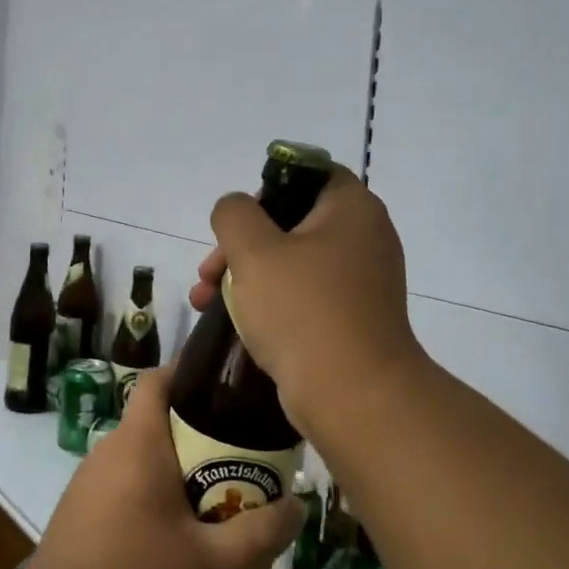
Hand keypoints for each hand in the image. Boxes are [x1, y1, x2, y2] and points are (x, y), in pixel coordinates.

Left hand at [22, 367, 305, 568]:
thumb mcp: (213, 563)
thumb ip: (261, 533)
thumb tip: (299, 506)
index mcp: (136, 442)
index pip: (157, 379)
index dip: (189, 371)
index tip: (226, 384)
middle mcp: (108, 451)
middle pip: (158, 421)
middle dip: (200, 433)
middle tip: (243, 455)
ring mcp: (89, 483)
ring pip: (143, 458)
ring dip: (179, 469)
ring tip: (220, 496)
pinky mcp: (81, 514)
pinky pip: (126, 486)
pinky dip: (155, 495)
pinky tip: (179, 534)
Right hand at [189, 165, 423, 438]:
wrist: (353, 395)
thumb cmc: (302, 310)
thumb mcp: (254, 251)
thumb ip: (234, 214)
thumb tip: (236, 209)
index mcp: (352, 208)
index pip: (307, 173)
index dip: (265, 189)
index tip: (236, 221)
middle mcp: (365, 237)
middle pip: (292, 222)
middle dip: (240, 245)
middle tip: (208, 272)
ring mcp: (361, 280)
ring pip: (292, 262)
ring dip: (246, 275)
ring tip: (203, 301)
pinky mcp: (352, 317)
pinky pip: (304, 295)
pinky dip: (270, 301)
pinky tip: (234, 323)